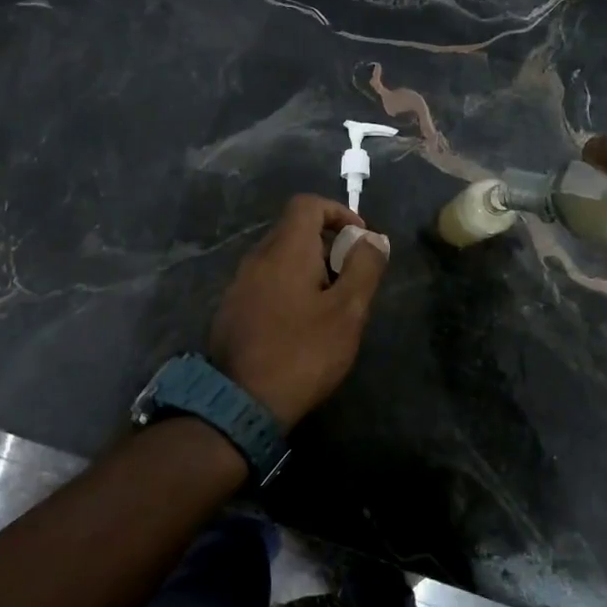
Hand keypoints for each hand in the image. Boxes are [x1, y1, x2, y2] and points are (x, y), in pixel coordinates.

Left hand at [207, 194, 389, 427]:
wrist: (241, 401)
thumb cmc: (302, 352)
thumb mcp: (347, 311)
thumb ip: (364, 267)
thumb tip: (373, 238)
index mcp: (285, 250)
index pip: (308, 204)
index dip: (338, 213)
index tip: (359, 241)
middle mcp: (257, 258)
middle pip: (294, 230)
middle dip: (328, 244)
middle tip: (351, 279)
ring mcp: (239, 284)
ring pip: (280, 258)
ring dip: (309, 268)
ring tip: (330, 305)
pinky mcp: (232, 309)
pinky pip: (266, 281)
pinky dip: (289, 287)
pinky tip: (301, 324)